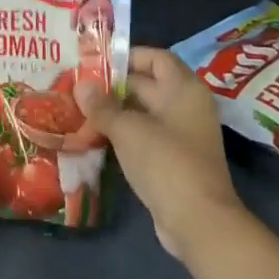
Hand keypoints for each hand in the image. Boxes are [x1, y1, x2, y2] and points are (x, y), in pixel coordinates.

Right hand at [72, 46, 243, 259]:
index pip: (156, 58)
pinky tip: (96, 138)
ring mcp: (182, 136)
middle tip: (79, 87)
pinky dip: (124, 135)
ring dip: (116, 112)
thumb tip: (81, 85)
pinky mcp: (174, 161)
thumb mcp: (128, 130)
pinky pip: (146, 137)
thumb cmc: (166, 162)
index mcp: (184, 89)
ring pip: (144, 113)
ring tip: (80, 110)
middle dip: (114, 86)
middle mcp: (187, 107)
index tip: (96, 62)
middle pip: (148, 85)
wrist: (199, 222)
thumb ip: (103, 106)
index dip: (128, 56)